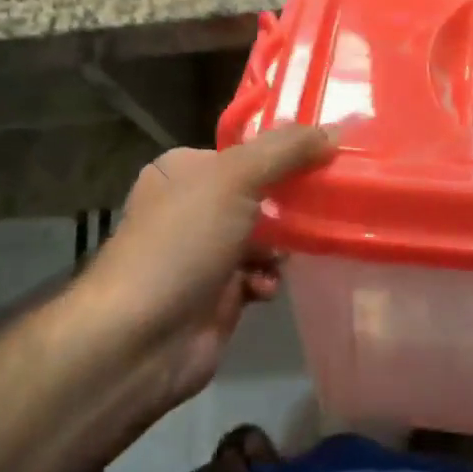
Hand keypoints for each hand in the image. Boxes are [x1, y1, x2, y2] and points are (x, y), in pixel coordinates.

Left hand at [81, 125, 334, 409]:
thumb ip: (285, 150)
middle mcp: (192, 205)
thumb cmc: (182, 242)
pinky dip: (267, 278)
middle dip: (291, 199)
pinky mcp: (218, 294)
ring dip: (283, 244)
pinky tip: (265, 288)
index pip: (244, 148)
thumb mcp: (234, 178)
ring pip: (265, 234)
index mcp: (184, 169)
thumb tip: (332, 132)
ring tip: (291, 251)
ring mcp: (204, 251)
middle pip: (260, 190)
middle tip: (326, 201)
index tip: (325, 153)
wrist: (140, 340)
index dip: (284, 149)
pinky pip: (259, 274)